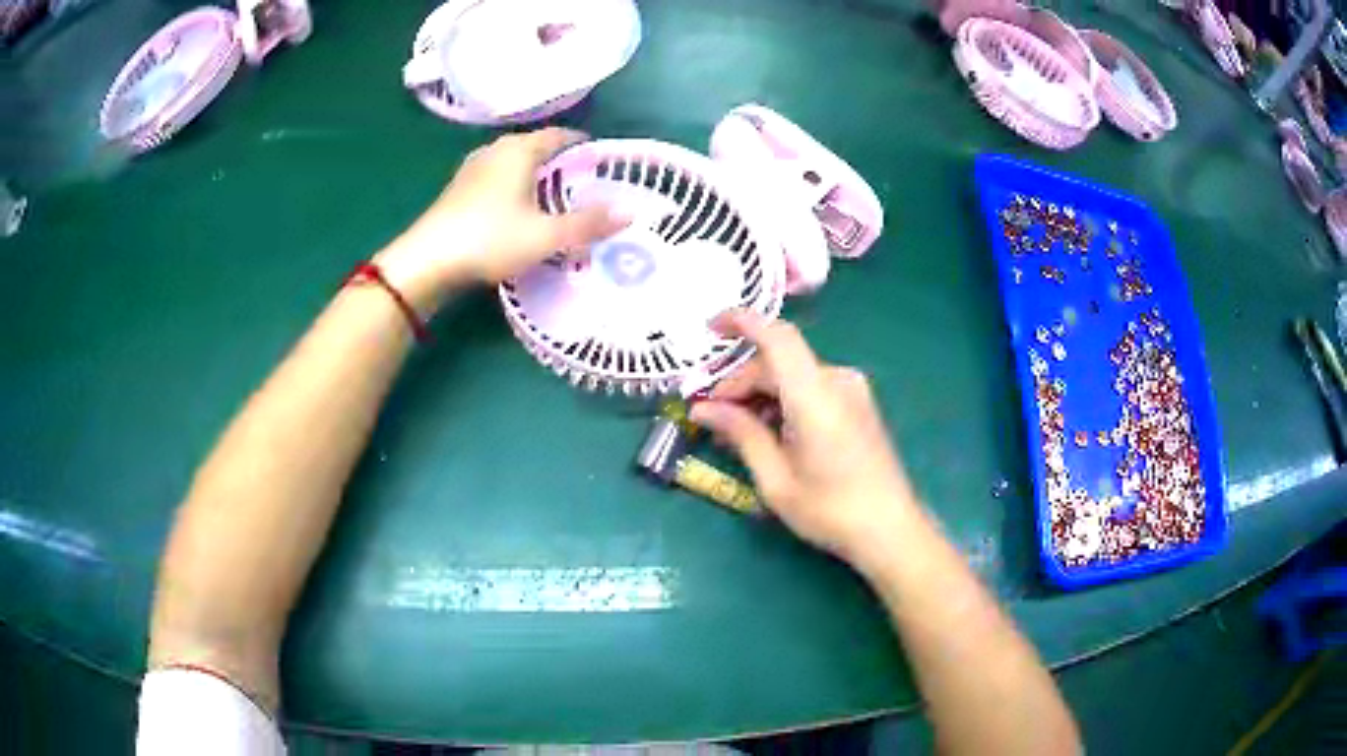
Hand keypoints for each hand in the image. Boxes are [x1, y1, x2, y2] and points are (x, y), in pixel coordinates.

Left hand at [374, 128, 626, 310]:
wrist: (427, 261)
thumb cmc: (490, 238)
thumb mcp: (546, 235)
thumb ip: (588, 223)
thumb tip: (631, 212)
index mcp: (519, 149)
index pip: (560, 136)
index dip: (583, 145)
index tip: (602, 162)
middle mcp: (495, 150)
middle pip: (536, 147)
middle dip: (560, 162)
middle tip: (584, 185)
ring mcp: (472, 169)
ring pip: (513, 164)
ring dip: (534, 176)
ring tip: (554, 199)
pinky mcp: (457, 191)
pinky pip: (496, 179)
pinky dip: (513, 188)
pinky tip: (518, 211)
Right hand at [689, 310, 921, 571]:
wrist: (891, 529)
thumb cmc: (831, 511)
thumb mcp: (776, 480)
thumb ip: (741, 434)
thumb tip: (703, 408)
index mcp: (815, 396)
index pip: (776, 336)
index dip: (740, 321)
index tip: (708, 329)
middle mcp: (837, 381)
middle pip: (778, 362)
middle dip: (740, 381)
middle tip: (710, 414)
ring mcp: (852, 390)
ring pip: (793, 375)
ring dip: (761, 393)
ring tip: (736, 429)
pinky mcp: (859, 403)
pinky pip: (812, 387)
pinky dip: (784, 400)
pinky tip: (770, 431)